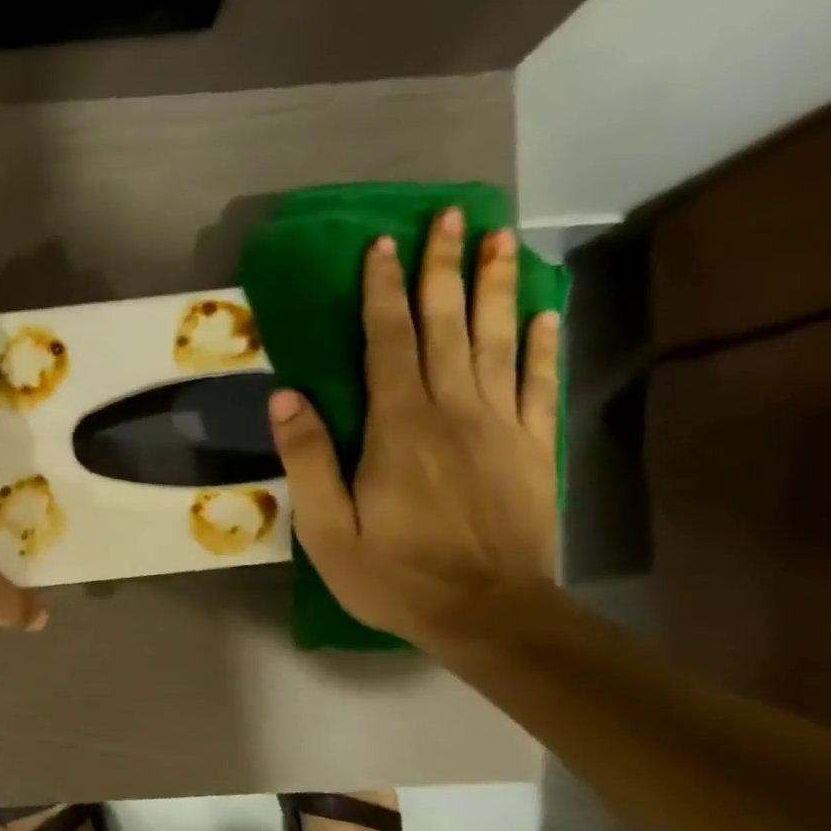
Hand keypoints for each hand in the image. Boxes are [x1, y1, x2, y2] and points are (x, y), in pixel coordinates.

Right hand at [267, 209, 560, 652]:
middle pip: (448, 325)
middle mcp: (453, 410)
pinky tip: (544, 312)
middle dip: (445, 268)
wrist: (489, 613)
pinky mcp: (534, 447)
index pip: (388, 342)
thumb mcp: (328, 531)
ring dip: (497, 287)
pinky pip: (538, 382)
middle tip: (450, 217)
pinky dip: (543, 343)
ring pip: (498, 340)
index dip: (383, 291)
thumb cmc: (396, 575)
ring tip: (500, 240)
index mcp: (399, 427)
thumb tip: (286, 397)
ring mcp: (501, 425)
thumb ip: (308, 461)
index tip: (383, 246)